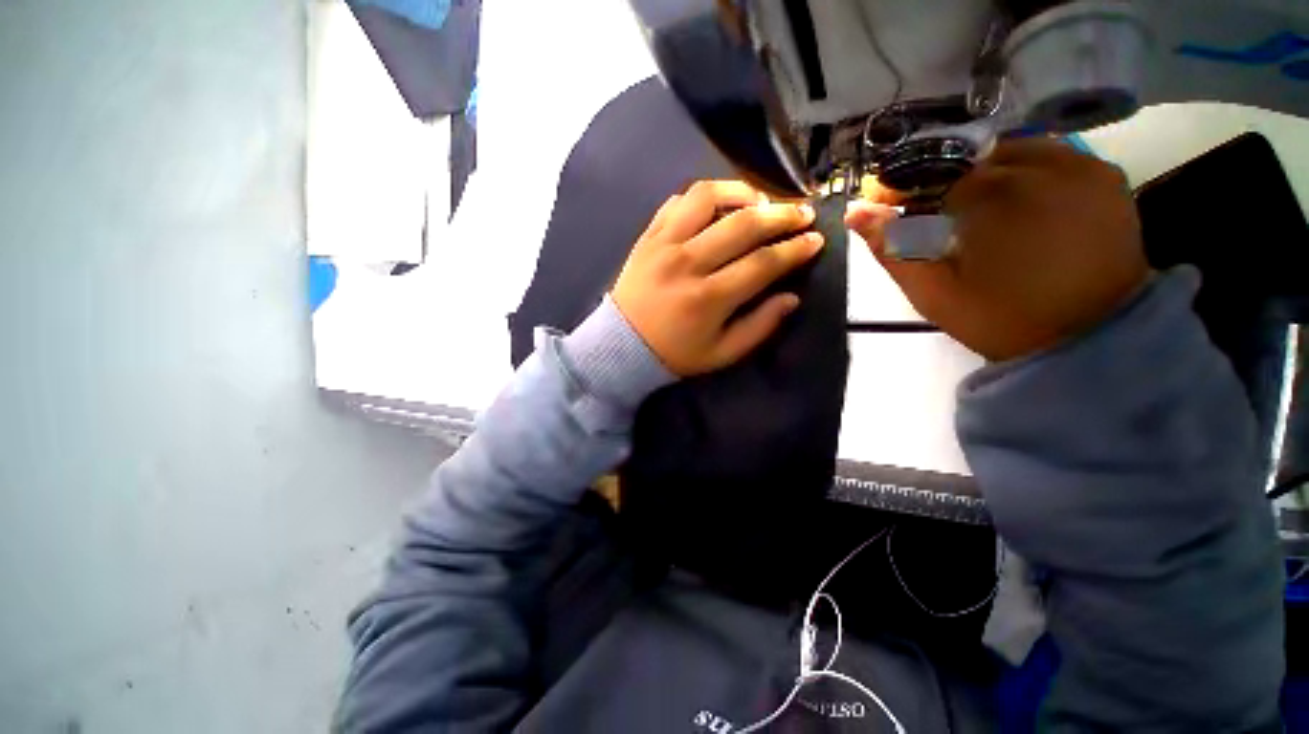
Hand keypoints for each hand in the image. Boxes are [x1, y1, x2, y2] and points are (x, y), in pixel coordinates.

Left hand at [612, 180, 824, 375]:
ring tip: (760, 201)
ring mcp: (664, 244)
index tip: (816, 239)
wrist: (621, 346)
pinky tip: (718, 206)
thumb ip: (760, 326)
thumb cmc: (674, 354)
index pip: (763, 263)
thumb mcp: (722, 354)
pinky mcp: (647, 237)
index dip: (795, 249)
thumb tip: (792, 297)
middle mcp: (688, 263)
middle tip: (802, 213)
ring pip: (707, 198)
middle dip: (781, 215)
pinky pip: (677, 202)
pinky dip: (703, 197)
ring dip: (741, 192)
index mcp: (709, 298)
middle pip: (743, 225)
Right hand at [846, 140, 1149, 361]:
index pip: (932, 176)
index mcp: (991, 197)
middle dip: (950, 186)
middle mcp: (1038, 167)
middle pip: (973, 161)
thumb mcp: (932, 293)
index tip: (902, 215)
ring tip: (983, 214)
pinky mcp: (1105, 176)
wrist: (1091, 338)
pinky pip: (1053, 156)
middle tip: (944, 221)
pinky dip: (1028, 173)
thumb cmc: (1002, 319)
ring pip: (1013, 152)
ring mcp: (1079, 166)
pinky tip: (1022, 205)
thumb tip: (855, 211)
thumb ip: (892, 249)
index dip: (910, 195)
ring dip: (989, 176)